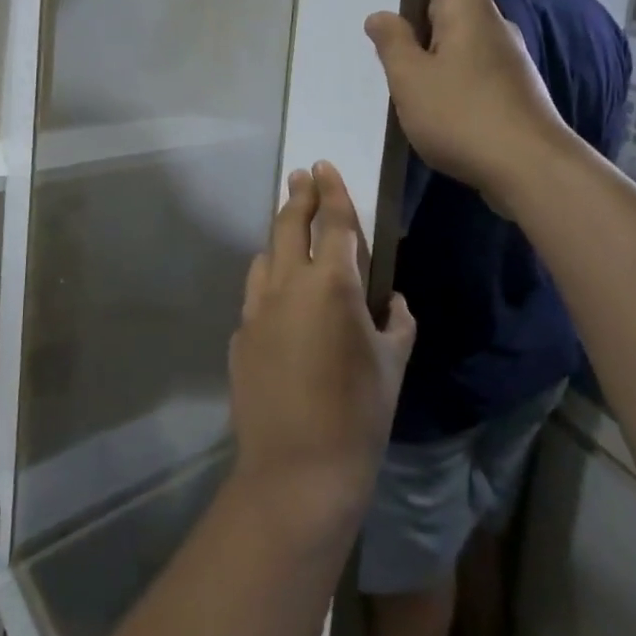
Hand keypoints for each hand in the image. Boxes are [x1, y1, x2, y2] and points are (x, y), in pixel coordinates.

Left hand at [229, 163, 415, 542]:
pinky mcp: (240, 333)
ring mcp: (257, 308)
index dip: (331, 190)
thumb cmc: (359, 415)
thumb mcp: (393, 365)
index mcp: (331, 284)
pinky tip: (282, 304)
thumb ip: (396, 324)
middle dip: (297, 195)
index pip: (333, 221)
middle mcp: (288, 284)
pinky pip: (256, 294)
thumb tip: (393, 302)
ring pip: (265, 255)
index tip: (323, 166)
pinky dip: (270, 284)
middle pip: (288, 224)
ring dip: (279, 239)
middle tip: (300, 176)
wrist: (298, 470)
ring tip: (291, 236)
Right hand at [364, 0, 566, 197]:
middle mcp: (494, 27)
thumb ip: (392, 42)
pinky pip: (473, 66)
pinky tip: (430, 104)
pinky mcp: (513, 90)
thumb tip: (380, 15)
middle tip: (382, 42)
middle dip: (416, 17)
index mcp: (470, 11)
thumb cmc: (462, 114)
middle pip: (452, 3)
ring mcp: (508, 60)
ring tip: (400, 77)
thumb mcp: (410, 78)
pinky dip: (448, 74)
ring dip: (430, 50)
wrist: (531, 169)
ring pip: (461, 39)